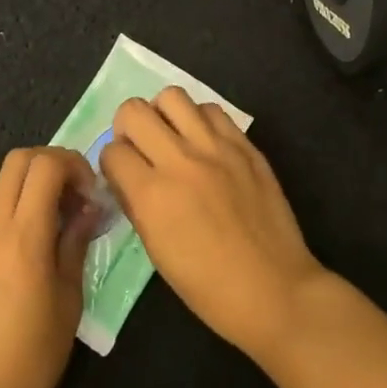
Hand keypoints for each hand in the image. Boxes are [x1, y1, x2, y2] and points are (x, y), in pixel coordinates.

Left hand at [0, 148, 101, 387]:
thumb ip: (76, 243)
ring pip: (3, 182)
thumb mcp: (68, 300)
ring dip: (34, 184)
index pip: (45, 165)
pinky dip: (18, 205)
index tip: (92, 193)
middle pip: (18, 160)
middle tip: (77, 194)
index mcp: (22, 236)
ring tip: (61, 219)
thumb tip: (89, 208)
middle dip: (53, 163)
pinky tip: (37, 240)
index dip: (74, 165)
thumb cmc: (33, 359)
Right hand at [100, 88, 328, 364]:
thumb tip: (124, 178)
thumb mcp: (157, 252)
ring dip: (163, 114)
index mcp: (153, 195)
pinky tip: (204, 143)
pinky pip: (212, 110)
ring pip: (172, 96)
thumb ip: (136, 205)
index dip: (112, 163)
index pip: (112, 151)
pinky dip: (199, 119)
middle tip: (139, 147)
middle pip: (134, 110)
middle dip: (127, 127)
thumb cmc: (208, 287)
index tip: (121, 174)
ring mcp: (216, 148)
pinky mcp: (245, 145)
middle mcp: (180, 161)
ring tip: (171, 137)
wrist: (274, 291)